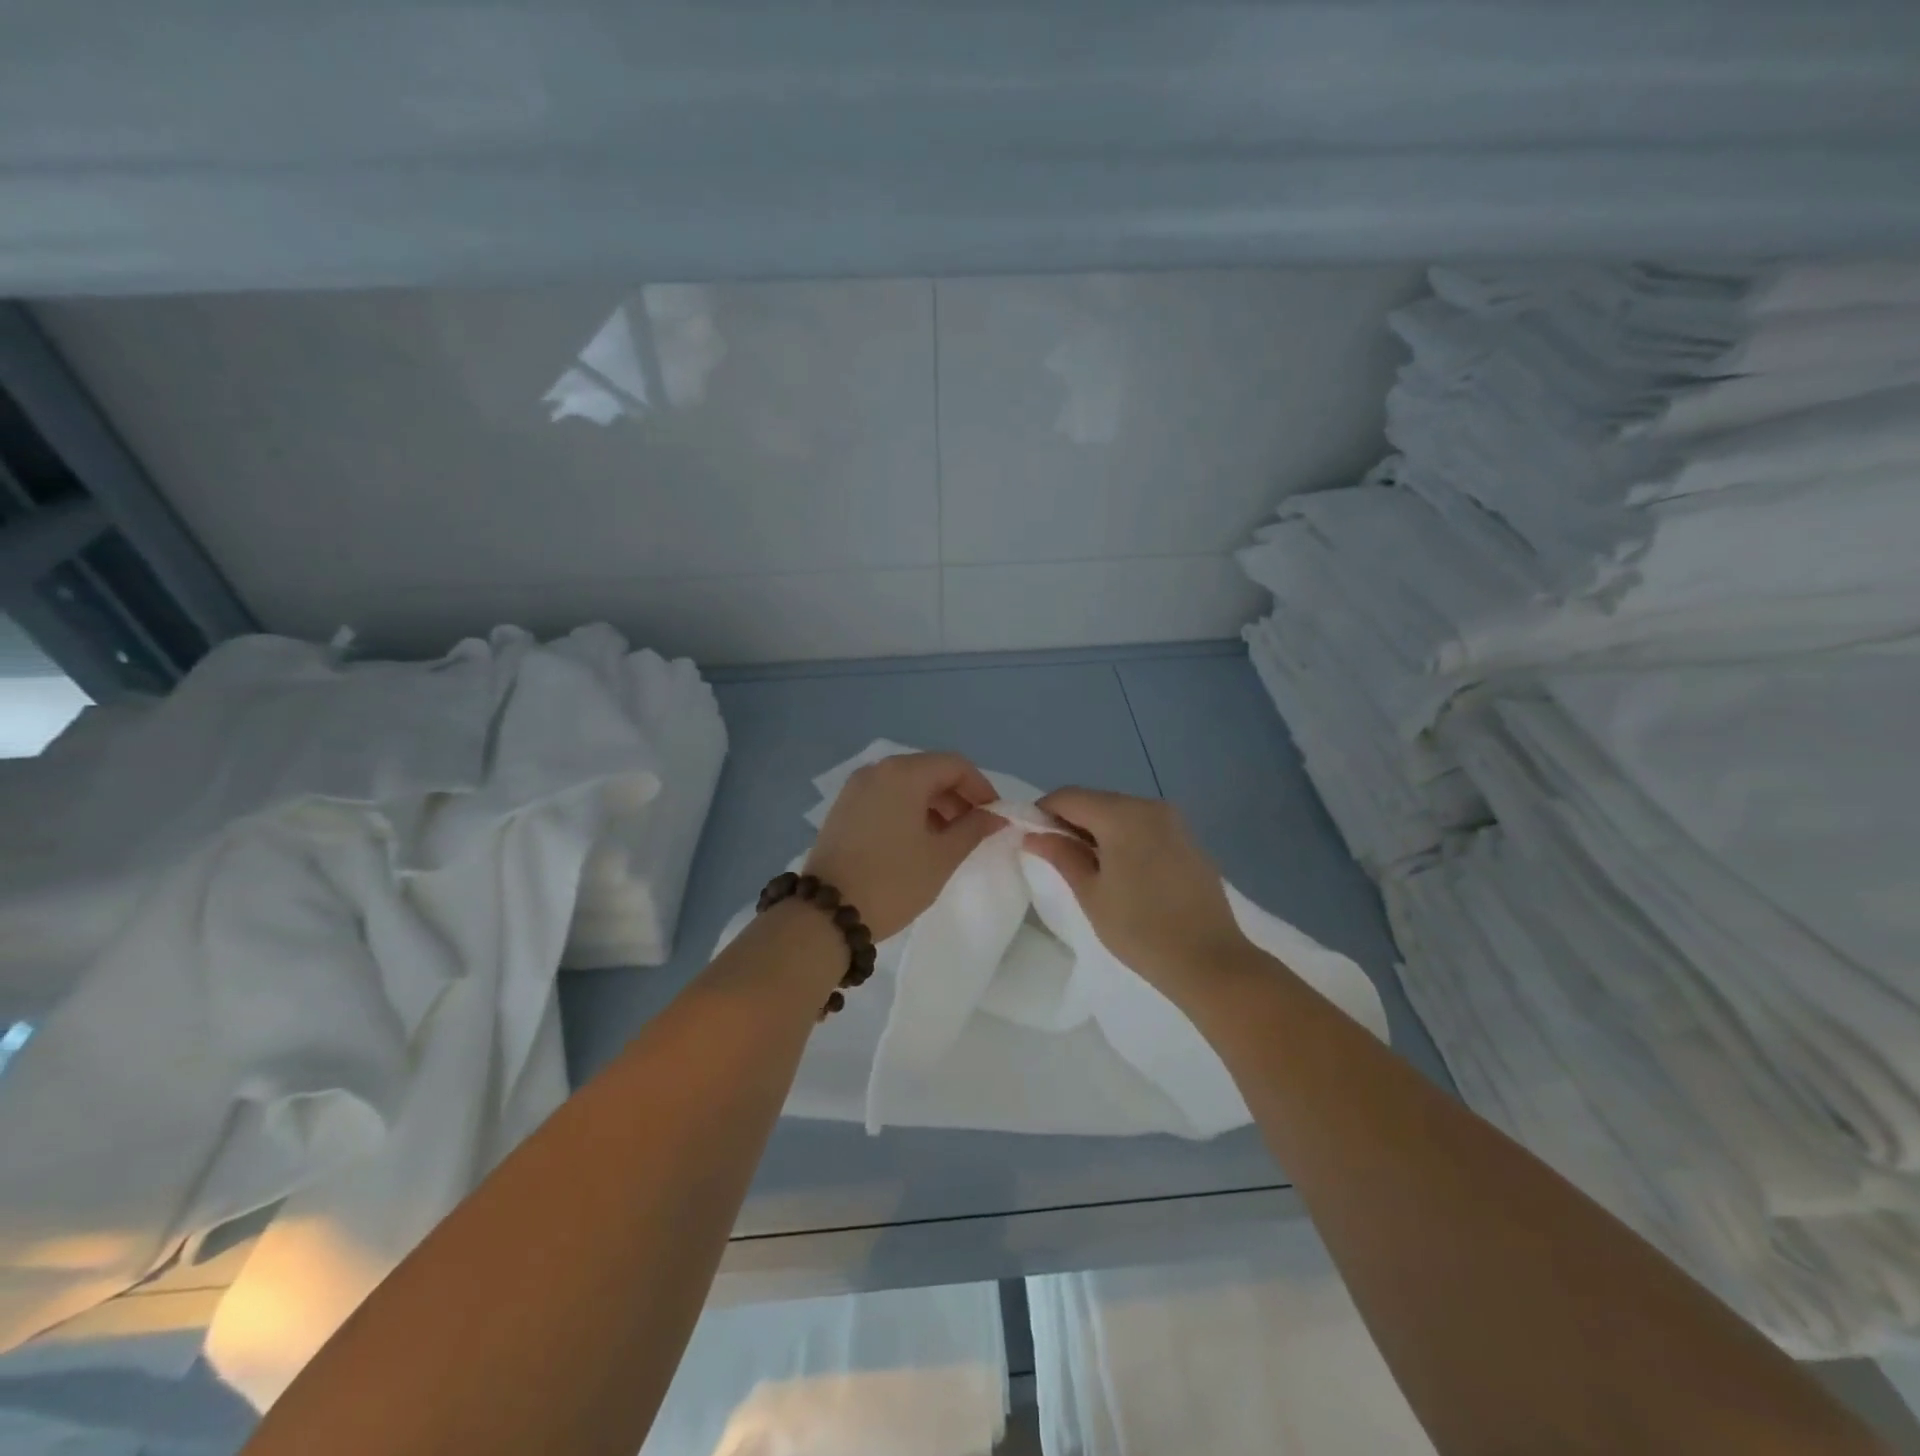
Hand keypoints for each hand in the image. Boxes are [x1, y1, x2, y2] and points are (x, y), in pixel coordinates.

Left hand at [804, 752, 1000, 940]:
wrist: (827, 914)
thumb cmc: (893, 881)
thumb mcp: (942, 857)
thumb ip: (973, 829)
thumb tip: (995, 816)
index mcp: (903, 773)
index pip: (955, 765)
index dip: (981, 788)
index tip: (995, 816)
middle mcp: (877, 770)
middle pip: (929, 771)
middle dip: (957, 796)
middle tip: (975, 829)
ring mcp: (855, 788)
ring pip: (906, 784)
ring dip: (934, 805)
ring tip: (949, 839)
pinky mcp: (843, 808)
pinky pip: (886, 797)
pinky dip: (908, 810)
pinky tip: (918, 840)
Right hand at [1023, 787, 1251, 998]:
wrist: (1211, 961)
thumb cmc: (1141, 930)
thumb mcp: (1091, 894)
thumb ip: (1061, 856)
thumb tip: (1033, 835)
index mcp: (1122, 814)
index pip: (1069, 797)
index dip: (1042, 812)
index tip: (1030, 839)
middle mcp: (1150, 806)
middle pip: (1096, 801)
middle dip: (1070, 822)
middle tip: (1055, 856)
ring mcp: (1174, 822)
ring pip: (1121, 813)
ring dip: (1097, 830)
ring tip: (1087, 868)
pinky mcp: (1188, 840)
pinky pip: (1144, 827)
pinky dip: (1124, 838)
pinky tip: (1122, 872)